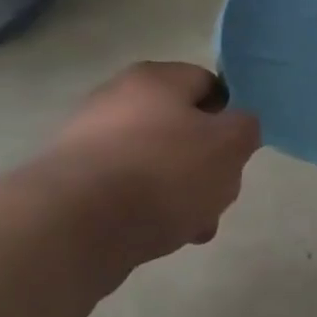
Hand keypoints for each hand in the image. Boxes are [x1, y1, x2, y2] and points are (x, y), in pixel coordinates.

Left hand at [40, 61, 261, 265]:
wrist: (70, 229)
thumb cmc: (163, 172)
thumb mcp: (230, 144)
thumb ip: (246, 128)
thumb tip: (235, 128)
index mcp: (155, 79)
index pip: (209, 84)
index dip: (231, 116)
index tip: (238, 150)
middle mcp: (116, 101)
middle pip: (183, 128)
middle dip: (208, 165)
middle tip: (220, 194)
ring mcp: (87, 143)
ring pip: (157, 165)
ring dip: (182, 193)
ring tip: (194, 228)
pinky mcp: (69, 185)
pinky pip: (126, 192)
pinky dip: (148, 210)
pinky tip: (159, 236)